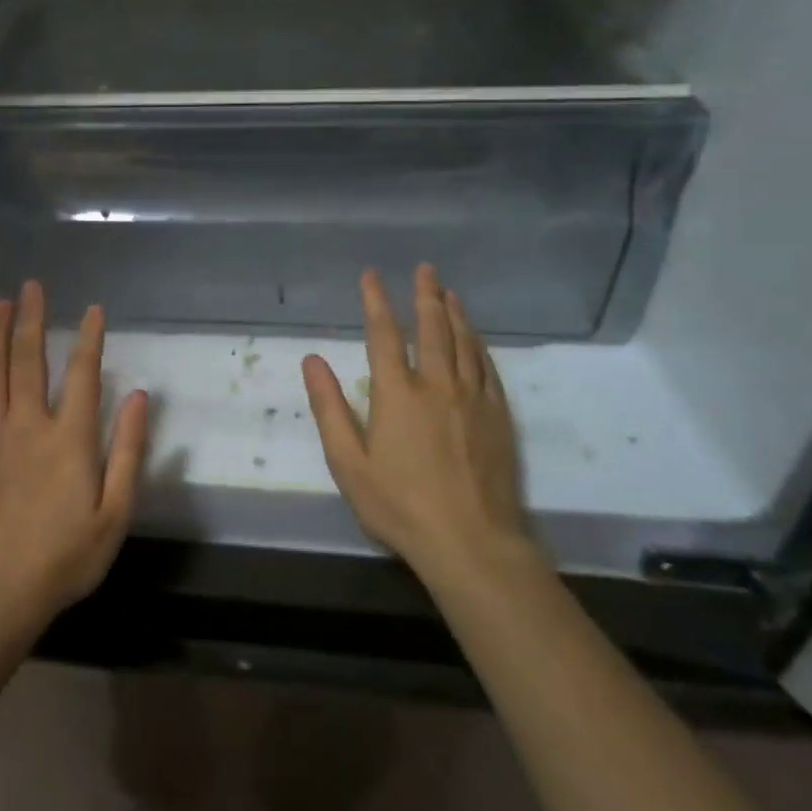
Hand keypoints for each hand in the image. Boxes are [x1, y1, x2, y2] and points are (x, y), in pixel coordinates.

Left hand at [0, 280, 148, 629]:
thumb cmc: (66, 556)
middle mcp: (30, 424)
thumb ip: (128, 451)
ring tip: (0, 301)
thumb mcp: (114, 512)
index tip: (94, 309)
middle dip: (34, 319)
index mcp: (71, 438)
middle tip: (32, 285)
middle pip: (31, 359)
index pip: (85, 374)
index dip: (91, 338)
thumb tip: (140, 397)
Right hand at [302, 266, 536, 592]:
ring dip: (455, 313)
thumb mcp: (347, 461)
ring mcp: (473, 399)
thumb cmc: (399, 504)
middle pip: (432, 328)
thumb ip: (329, 407)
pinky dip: (479, 346)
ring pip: (465, 343)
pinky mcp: (499, 417)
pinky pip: (488, 369)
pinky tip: (476, 339)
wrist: (471, 542)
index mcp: (396, 393)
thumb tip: (312, 360)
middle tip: (425, 269)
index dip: (375, 301)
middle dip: (425, 295)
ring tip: (449, 292)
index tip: (370, 275)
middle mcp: (437, 385)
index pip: (384, 334)